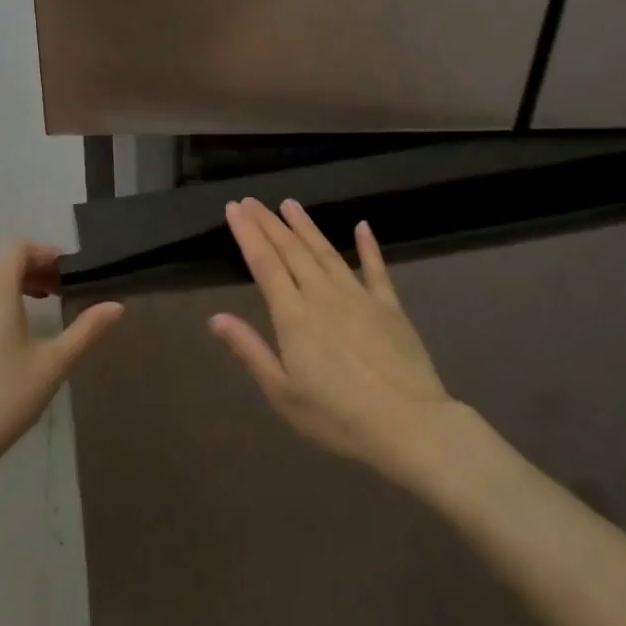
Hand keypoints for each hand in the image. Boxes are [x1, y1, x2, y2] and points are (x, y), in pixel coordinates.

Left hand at [0, 242, 121, 493]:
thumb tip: (117, 306)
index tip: (69, 271)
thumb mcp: (52, 365)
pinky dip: (2, 305)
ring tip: (45, 308)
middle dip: (35, 269)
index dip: (44, 253)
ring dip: (18, 287)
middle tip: (64, 289)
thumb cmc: (3, 399)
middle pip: (3, 265)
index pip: (17, 250)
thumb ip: (86, 331)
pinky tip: (17, 337)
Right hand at [210, 198, 461, 485]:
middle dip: (269, 223)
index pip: (264, 263)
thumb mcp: (283, 393)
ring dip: (306, 226)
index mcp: (293, 316)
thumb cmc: (337, 417)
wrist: (409, 425)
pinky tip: (363, 226)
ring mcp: (359, 297)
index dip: (247, 233)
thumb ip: (250, 351)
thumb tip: (216, 318)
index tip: (234, 208)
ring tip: (290, 204)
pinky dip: (369, 246)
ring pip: (326, 252)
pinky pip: (376, 269)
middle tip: (252, 200)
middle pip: (291, 250)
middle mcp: (322, 295)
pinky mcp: (389, 306)